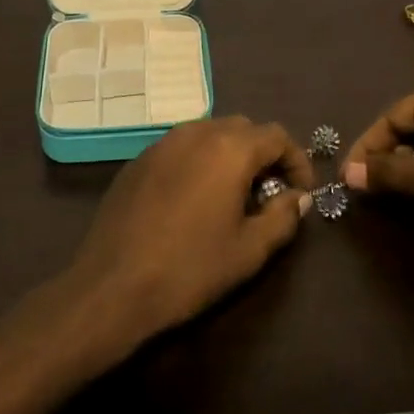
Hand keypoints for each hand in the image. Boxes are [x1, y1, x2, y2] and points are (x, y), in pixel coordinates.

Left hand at [60, 118, 313, 350]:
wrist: (113, 285)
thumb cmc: (190, 268)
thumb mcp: (250, 251)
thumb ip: (283, 216)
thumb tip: (298, 197)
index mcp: (229, 148)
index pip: (277, 136)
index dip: (297, 161)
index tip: (300, 192)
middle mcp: (196, 132)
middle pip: (243, 128)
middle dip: (263, 155)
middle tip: (268, 193)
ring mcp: (162, 143)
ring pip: (210, 133)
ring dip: (230, 155)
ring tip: (233, 195)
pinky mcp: (139, 159)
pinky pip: (181, 148)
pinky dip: (199, 161)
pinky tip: (194, 199)